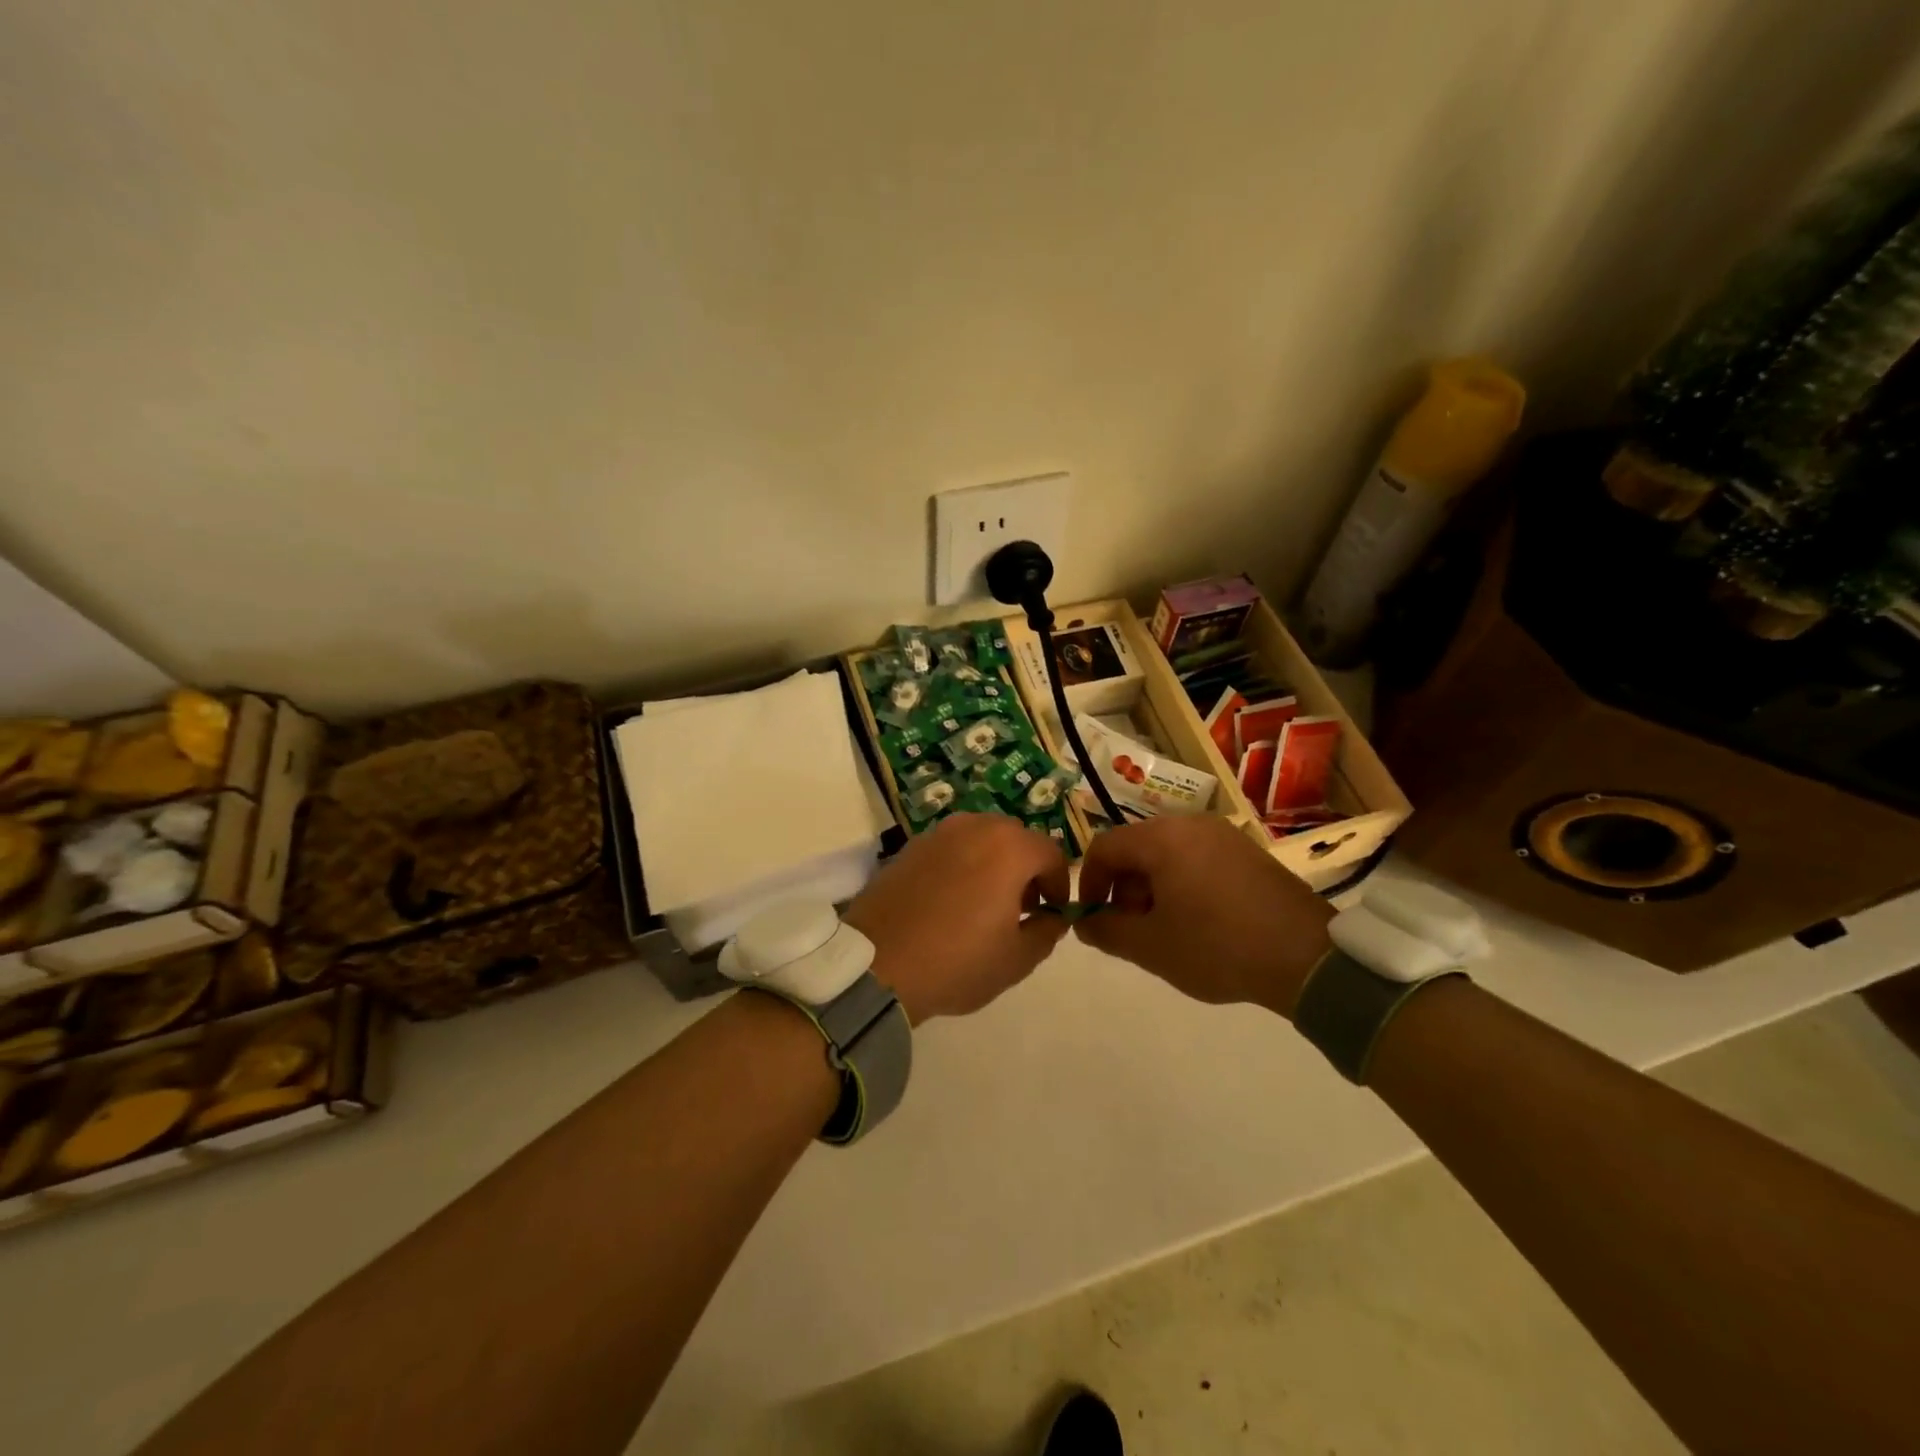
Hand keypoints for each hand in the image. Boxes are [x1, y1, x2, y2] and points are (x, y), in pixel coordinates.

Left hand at [844, 813, 1072, 1022]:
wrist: (876, 964)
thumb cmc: (956, 962)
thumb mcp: (1016, 959)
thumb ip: (1046, 931)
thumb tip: (1052, 917)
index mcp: (1008, 847)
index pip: (1051, 854)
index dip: (1059, 884)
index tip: (1053, 913)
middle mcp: (974, 827)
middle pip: (1015, 839)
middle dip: (1026, 869)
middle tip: (1022, 907)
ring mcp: (938, 833)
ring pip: (980, 839)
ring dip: (993, 863)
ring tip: (984, 904)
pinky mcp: (909, 846)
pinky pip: (950, 848)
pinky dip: (961, 865)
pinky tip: (950, 900)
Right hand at [1075, 816, 1333, 1017]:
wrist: (1308, 957)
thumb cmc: (1217, 947)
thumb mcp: (1151, 947)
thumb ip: (1107, 931)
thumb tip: (1084, 923)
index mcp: (1162, 838)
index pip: (1105, 847)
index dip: (1089, 883)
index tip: (1093, 918)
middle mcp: (1190, 824)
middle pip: (1137, 848)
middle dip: (1123, 888)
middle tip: (1132, 929)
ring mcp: (1224, 835)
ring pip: (1167, 854)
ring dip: (1152, 888)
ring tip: (1166, 929)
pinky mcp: (1248, 852)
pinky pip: (1198, 859)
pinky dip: (1183, 884)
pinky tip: (1199, 921)